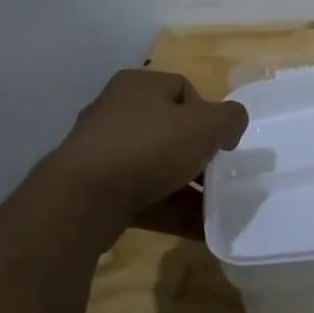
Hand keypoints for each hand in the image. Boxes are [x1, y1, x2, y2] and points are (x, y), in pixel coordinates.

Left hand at [48, 70, 248, 233]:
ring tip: (212, 209)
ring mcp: (102, 150)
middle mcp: (116, 110)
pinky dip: (168, 208)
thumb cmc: (149, 147)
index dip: (209, 114)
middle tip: (216, 175)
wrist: (82, 200)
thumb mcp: (206, 125)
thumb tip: (230, 126)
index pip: (184, 90)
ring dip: (186, 187)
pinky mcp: (94, 188)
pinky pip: (141, 194)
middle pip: (170, 129)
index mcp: (139, 85)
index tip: (221, 143)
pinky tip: (195, 228)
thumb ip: (231, 118)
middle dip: (197, 155)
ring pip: (156, 165)